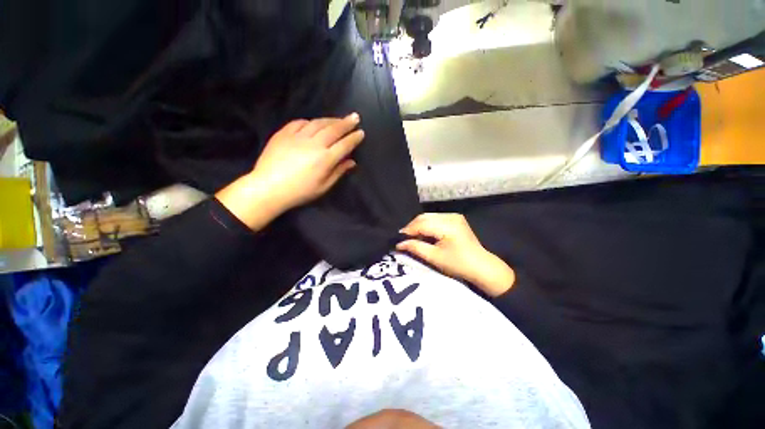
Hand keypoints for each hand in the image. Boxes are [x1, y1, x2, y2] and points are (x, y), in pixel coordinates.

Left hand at [253, 114, 364, 209]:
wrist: (268, 188)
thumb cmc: (300, 192)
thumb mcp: (323, 186)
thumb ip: (338, 172)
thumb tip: (351, 162)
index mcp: (325, 159)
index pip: (345, 144)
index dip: (354, 138)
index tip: (361, 132)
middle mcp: (314, 144)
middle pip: (334, 129)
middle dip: (346, 123)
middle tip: (355, 117)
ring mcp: (298, 137)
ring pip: (318, 123)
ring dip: (330, 119)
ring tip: (338, 119)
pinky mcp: (283, 134)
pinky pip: (299, 123)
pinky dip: (309, 122)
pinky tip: (313, 123)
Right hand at [397, 213, 514, 296]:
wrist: (482, 266)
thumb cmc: (458, 264)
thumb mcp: (434, 257)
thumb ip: (416, 247)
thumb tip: (399, 243)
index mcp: (447, 225)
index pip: (421, 224)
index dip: (408, 231)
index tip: (397, 239)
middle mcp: (450, 216)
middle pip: (424, 217)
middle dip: (412, 227)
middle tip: (403, 238)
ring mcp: (454, 216)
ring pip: (429, 216)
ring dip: (418, 225)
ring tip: (411, 237)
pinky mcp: (455, 218)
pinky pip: (435, 218)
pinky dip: (427, 225)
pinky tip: (423, 233)